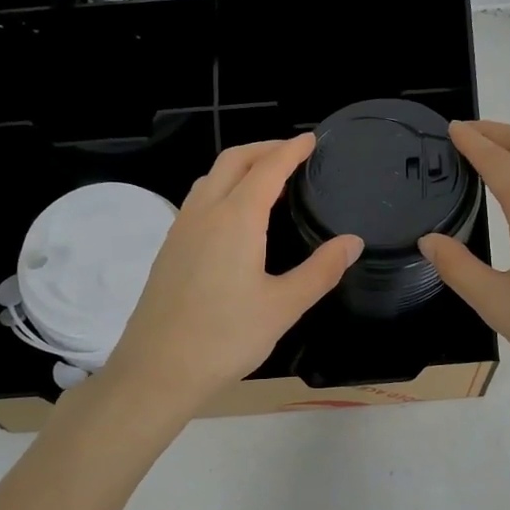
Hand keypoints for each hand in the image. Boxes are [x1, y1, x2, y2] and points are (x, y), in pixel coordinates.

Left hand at [99, 135, 362, 416]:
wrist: (157, 370)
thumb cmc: (226, 338)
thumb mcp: (283, 307)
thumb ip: (320, 270)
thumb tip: (352, 242)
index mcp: (235, 219)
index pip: (267, 168)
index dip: (291, 150)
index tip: (311, 139)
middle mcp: (204, 213)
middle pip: (233, 160)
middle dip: (263, 148)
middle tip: (292, 153)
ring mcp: (181, 229)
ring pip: (210, 178)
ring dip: (239, 166)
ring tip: (265, 178)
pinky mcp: (169, 249)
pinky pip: (198, 200)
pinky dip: (222, 188)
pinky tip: (234, 216)